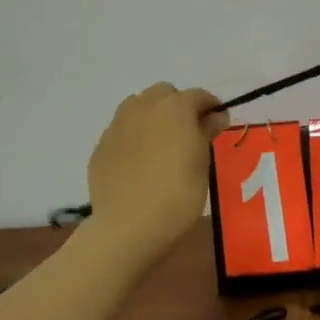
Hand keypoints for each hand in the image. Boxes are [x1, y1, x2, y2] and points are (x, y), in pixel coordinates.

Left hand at [85, 83, 227, 260]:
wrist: (129, 225)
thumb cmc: (178, 193)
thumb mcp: (202, 162)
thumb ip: (207, 132)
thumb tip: (215, 116)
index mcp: (175, 106)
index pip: (199, 96)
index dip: (212, 108)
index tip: (218, 125)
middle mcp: (143, 106)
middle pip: (165, 94)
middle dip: (179, 106)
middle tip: (189, 134)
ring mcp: (118, 125)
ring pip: (138, 107)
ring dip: (153, 117)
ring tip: (162, 145)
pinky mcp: (101, 145)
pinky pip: (123, 131)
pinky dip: (134, 138)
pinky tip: (140, 163)